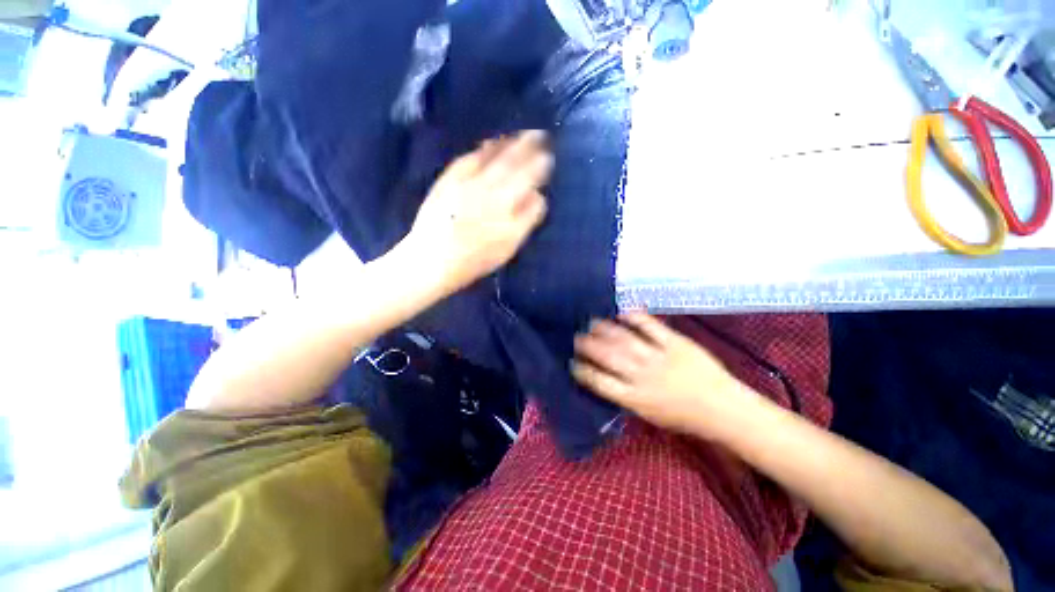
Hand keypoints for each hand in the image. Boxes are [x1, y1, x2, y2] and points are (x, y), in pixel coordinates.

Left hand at [404, 130, 552, 294]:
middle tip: (542, 135)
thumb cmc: (474, 260)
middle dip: (532, 149)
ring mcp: (471, 185)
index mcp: (510, 217)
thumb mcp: (507, 249)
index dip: (542, 171)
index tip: (548, 158)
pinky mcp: (451, 179)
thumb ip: (526, 221)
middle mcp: (494, 197)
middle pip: (517, 167)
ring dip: (512, 144)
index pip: (532, 187)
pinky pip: (472, 158)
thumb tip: (538, 196)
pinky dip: (485, 148)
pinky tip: (493, 142)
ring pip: (497, 159)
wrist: (433, 258)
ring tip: (524, 133)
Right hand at [572, 313, 759, 438]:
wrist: (724, 409)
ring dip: (604, 329)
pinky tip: (621, 312)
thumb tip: (604, 378)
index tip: (573, 362)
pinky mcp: (676, 343)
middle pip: (608, 356)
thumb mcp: (649, 415)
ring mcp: (659, 357)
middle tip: (577, 336)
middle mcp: (642, 376)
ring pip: (624, 339)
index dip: (583, 371)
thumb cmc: (684, 417)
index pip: (600, 382)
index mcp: (635, 399)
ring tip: (592, 322)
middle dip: (588, 345)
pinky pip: (651, 326)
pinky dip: (634, 317)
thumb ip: (625, 396)